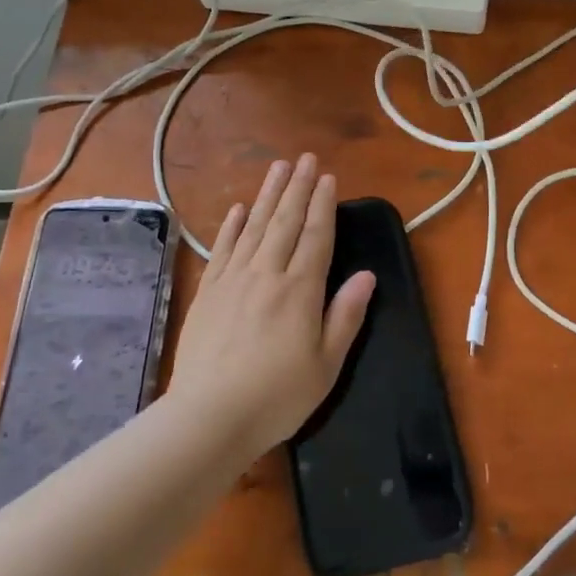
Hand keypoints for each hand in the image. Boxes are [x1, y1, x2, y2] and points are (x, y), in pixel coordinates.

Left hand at [167, 155, 373, 457]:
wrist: (209, 417)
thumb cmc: (277, 396)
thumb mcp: (326, 365)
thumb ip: (346, 316)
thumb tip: (367, 275)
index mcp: (300, 290)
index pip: (316, 236)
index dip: (323, 205)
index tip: (328, 178)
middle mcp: (267, 274)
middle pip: (285, 221)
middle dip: (298, 188)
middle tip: (305, 158)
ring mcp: (234, 280)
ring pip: (254, 226)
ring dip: (268, 195)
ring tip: (278, 167)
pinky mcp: (208, 292)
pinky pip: (222, 249)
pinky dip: (230, 226)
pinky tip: (237, 209)